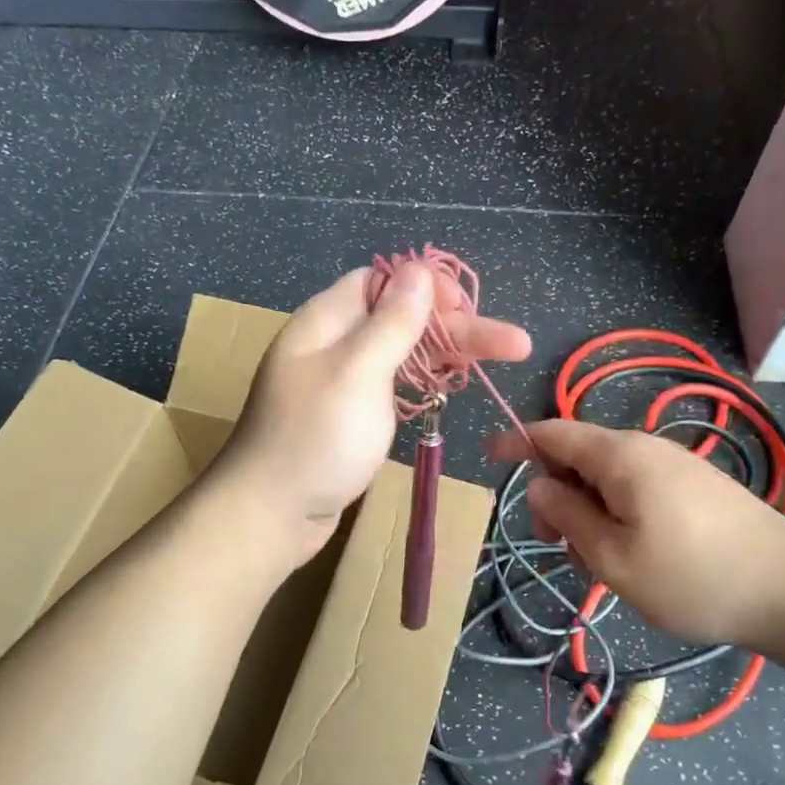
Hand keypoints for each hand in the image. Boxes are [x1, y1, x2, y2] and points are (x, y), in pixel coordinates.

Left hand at [217, 264, 531, 558]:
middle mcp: (333, 344)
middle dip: (457, 327)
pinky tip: (449, 387)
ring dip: (446, 353)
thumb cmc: (316, 439)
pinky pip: (391, 385)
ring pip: (400, 353)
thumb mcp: (358, 372)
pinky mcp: (349, 417)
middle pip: (401, 318)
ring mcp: (340, 382)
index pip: (381, 282)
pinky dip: (423, 382)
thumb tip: (418, 270)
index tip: (466, 310)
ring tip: (500, 358)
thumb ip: (391, 321)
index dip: (426, 288)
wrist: (270, 514)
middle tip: (515, 345)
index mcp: (326, 321)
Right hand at [489, 419, 784, 649]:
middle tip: (554, 544)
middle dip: (555, 493)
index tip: (489, 457)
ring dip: (586, 510)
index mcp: (619, 454)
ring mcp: (675, 465)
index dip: (516, 441)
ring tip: (596, 561)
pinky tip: (630, 554)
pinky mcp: (696, 486)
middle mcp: (645, 447)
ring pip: (608, 477)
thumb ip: (567, 516)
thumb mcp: (612, 557)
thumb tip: (540, 486)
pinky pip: (637, 488)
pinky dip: (616, 513)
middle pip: (579, 455)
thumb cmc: (692, 576)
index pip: (552, 432)